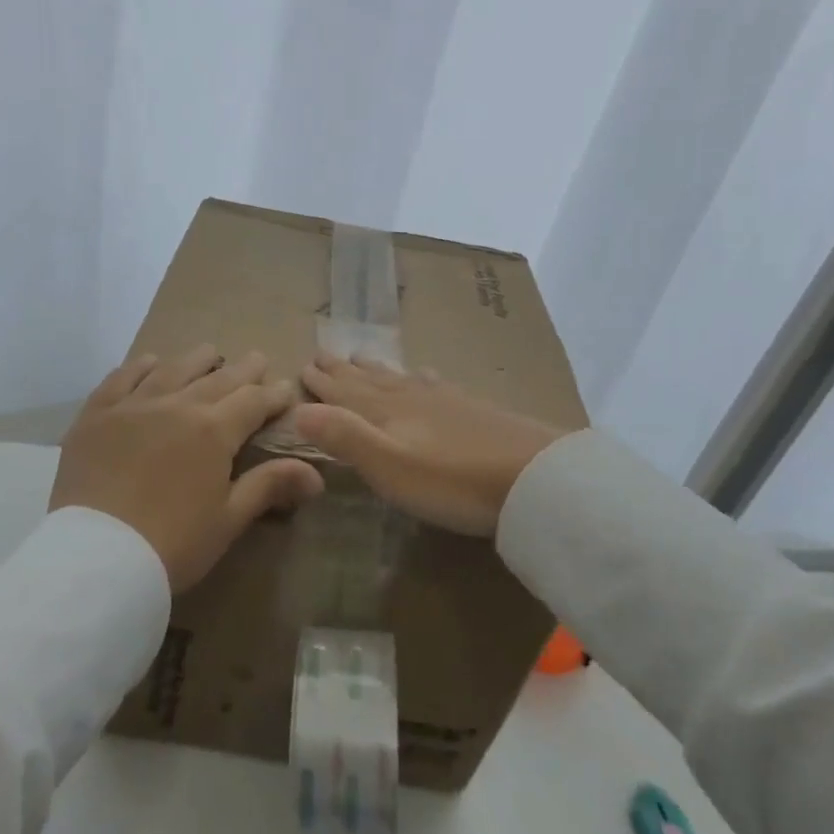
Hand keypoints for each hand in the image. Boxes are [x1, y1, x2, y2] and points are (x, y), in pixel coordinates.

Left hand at [51, 345, 324, 591]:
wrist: (98, 556)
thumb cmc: (173, 544)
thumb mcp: (227, 519)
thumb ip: (269, 487)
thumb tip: (315, 474)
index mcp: (214, 431)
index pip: (253, 401)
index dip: (274, 395)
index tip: (286, 389)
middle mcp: (177, 405)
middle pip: (217, 379)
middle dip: (243, 370)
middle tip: (257, 359)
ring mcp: (133, 405)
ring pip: (172, 369)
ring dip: (196, 360)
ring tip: (210, 353)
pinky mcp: (96, 414)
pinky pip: (122, 378)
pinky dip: (140, 367)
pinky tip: (151, 362)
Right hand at [293, 354, 582, 536]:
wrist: (536, 477)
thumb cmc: (453, 481)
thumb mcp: (389, 466)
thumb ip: (344, 436)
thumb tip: (297, 408)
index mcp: (385, 413)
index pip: (344, 393)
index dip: (322, 382)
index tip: (302, 364)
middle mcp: (410, 398)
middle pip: (368, 380)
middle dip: (342, 370)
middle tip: (322, 352)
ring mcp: (445, 401)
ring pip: (399, 378)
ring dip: (375, 369)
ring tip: (360, 357)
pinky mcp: (473, 410)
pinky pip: (434, 384)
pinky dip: (419, 376)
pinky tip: (425, 374)